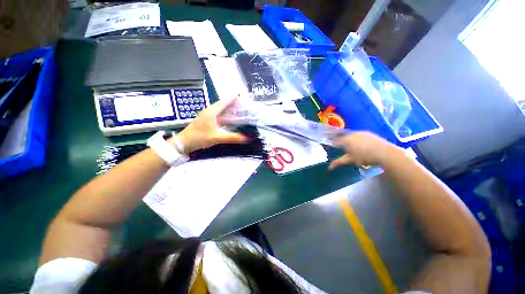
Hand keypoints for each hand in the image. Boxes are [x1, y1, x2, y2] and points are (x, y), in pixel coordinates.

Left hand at [175, 99, 248, 153]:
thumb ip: (233, 137)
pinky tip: (231, 122)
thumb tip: (247, 138)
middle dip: (234, 105)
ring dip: (230, 111)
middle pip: (224, 105)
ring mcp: (208, 117)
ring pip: (221, 111)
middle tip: (245, 108)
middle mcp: (210, 112)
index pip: (225, 101)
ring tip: (240, 113)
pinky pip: (219, 117)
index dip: (234, 99)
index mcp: (212, 111)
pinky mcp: (207, 122)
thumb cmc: (199, 137)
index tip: (244, 99)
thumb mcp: (217, 137)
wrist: (184, 143)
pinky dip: (226, 118)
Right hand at [328, 131, 402, 169]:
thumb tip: (329, 168)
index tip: (333, 147)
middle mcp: (352, 134)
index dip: (333, 144)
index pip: (335, 140)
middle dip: (341, 141)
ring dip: (349, 139)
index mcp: (346, 140)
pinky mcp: (368, 132)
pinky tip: (361, 143)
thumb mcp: (350, 160)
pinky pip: (359, 134)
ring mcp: (360, 132)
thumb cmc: (365, 157)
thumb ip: (338, 162)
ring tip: (352, 146)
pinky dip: (357, 138)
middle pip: (343, 136)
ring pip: (351, 135)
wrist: (385, 153)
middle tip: (342, 147)